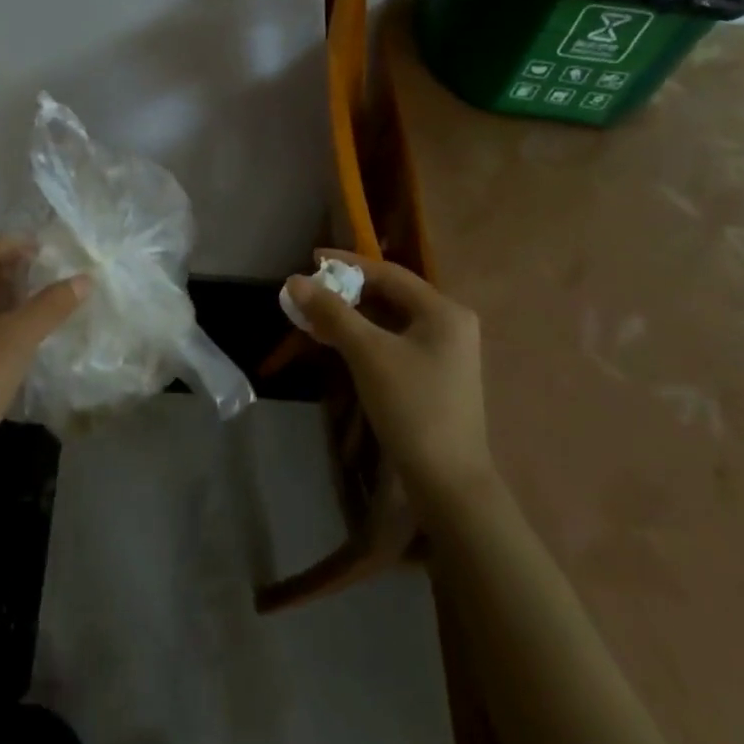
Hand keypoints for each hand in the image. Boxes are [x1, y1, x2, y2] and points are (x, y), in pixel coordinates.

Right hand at [283, 252, 496, 509]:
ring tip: (315, 316)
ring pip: (391, 320)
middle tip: (310, 292)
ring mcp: (445, 352)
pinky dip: (366, 337)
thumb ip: (332, 313)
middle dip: (348, 292)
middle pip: (391, 295)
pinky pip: (395, 342)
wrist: (449, 483)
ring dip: (353, 316)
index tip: (312, 259)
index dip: (348, 264)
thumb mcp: (368, 354)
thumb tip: (294, 281)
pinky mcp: (435, 376)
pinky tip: (338, 343)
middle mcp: (449, 323)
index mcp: (443, 310)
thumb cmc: (412, 407)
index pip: (389, 273)